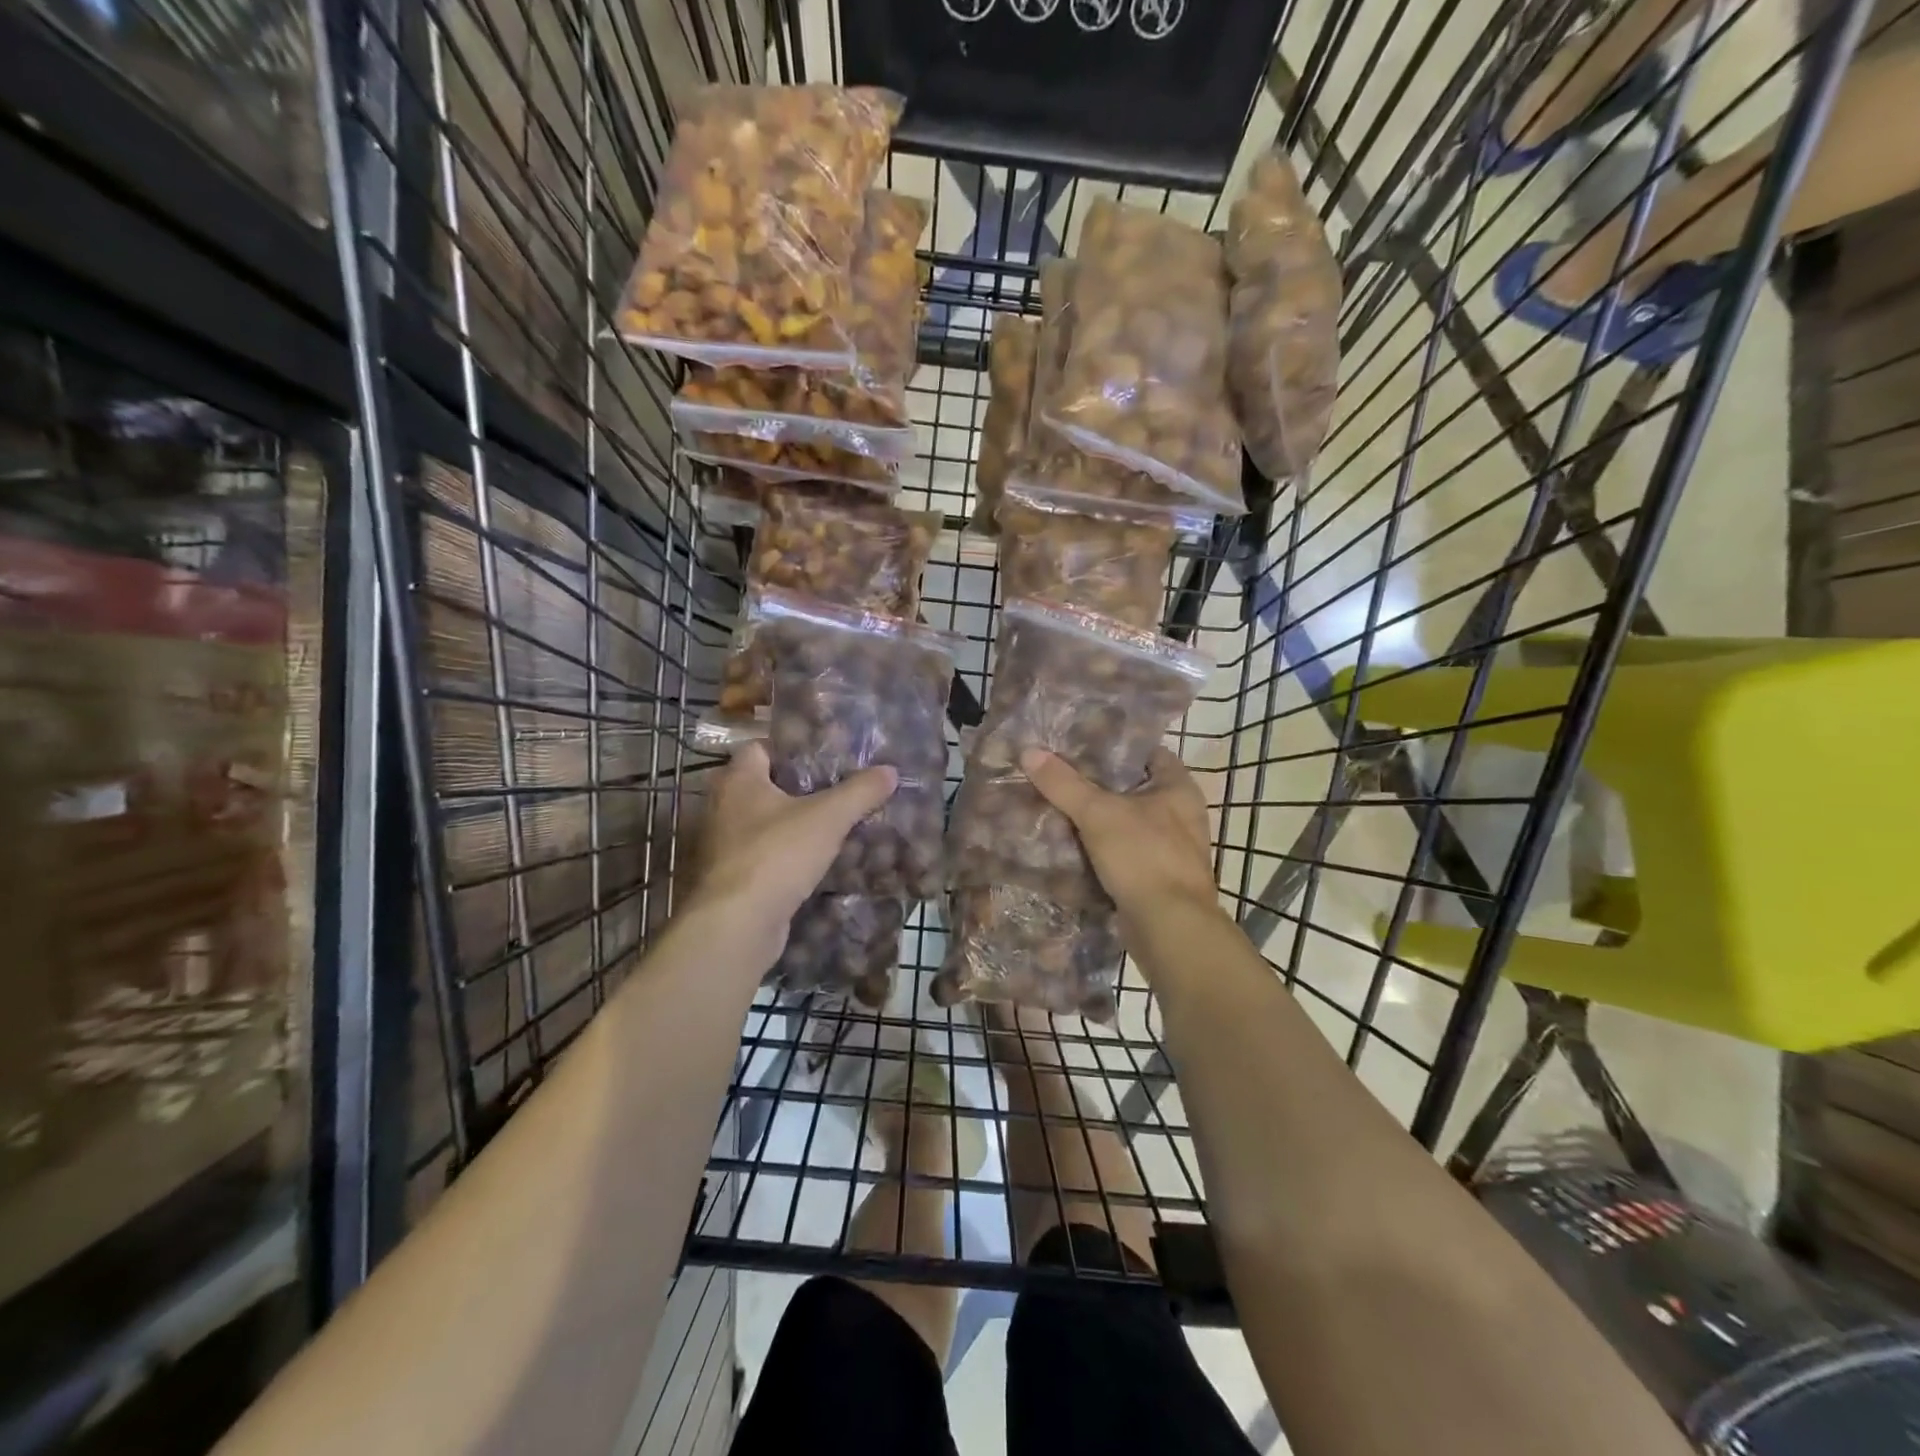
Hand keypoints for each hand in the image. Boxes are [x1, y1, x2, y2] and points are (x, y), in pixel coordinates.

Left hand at [686, 742, 897, 965]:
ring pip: (765, 824)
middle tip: (838, 790)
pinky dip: (787, 856)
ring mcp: (723, 845)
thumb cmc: (778, 854)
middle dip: (800, 789)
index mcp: (738, 780)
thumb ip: (860, 791)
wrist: (738, 925)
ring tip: (834, 826)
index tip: (826, 757)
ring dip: (794, 825)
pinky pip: (764, 855)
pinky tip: (818, 862)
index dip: (793, 749)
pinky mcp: (731, 878)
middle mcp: (723, 807)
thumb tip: (890, 770)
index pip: (761, 748)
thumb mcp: (828, 817)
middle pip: (765, 786)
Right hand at [1020, 746, 1217, 919]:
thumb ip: (1064, 783)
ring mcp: (1173, 848)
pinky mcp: (1159, 877)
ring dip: (1100, 819)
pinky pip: (1126, 852)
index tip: (1080, 744)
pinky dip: (1103, 848)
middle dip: (1100, 784)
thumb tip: (1029, 752)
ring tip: (1060, 806)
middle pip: (1134, 788)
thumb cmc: (1143, 857)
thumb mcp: (1098, 814)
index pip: (1147, 753)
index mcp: (1179, 788)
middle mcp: (1183, 814)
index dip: (1115, 747)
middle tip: (1060, 774)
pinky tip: (1074, 845)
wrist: (1169, 927)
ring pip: (1129, 822)